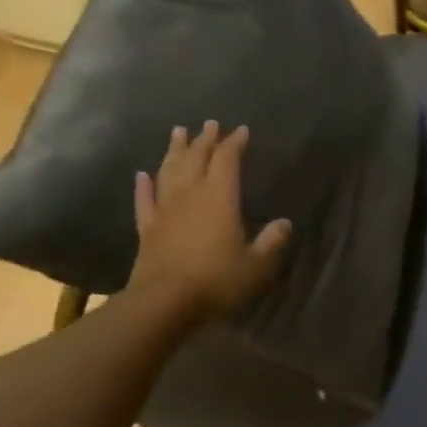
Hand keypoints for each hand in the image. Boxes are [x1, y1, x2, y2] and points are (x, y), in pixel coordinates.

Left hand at [128, 122, 290, 325]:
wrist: (164, 302)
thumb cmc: (216, 280)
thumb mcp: (256, 265)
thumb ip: (271, 242)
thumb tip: (284, 224)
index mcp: (220, 197)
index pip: (227, 160)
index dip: (234, 143)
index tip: (242, 131)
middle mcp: (190, 195)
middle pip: (196, 158)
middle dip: (205, 139)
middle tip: (210, 124)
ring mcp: (165, 210)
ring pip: (169, 171)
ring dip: (174, 151)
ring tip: (178, 132)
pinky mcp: (147, 229)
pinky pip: (144, 200)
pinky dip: (143, 186)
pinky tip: (142, 175)